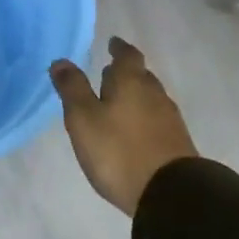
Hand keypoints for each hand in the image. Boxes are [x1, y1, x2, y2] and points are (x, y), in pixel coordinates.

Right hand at [50, 38, 198, 217]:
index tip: (112, 43)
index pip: (127, 55)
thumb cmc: (119, 151)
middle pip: (141, 75)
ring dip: (135, 95)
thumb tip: (61, 61)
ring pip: (150, 97)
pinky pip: (156, 119)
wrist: (170, 194)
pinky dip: (143, 116)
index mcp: (131, 82)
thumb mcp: (83, 119)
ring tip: (117, 102)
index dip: (119, 48)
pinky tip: (133, 129)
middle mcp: (154, 94)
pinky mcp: (177, 143)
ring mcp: (169, 119)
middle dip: (125, 73)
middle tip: (108, 73)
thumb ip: (72, 89)